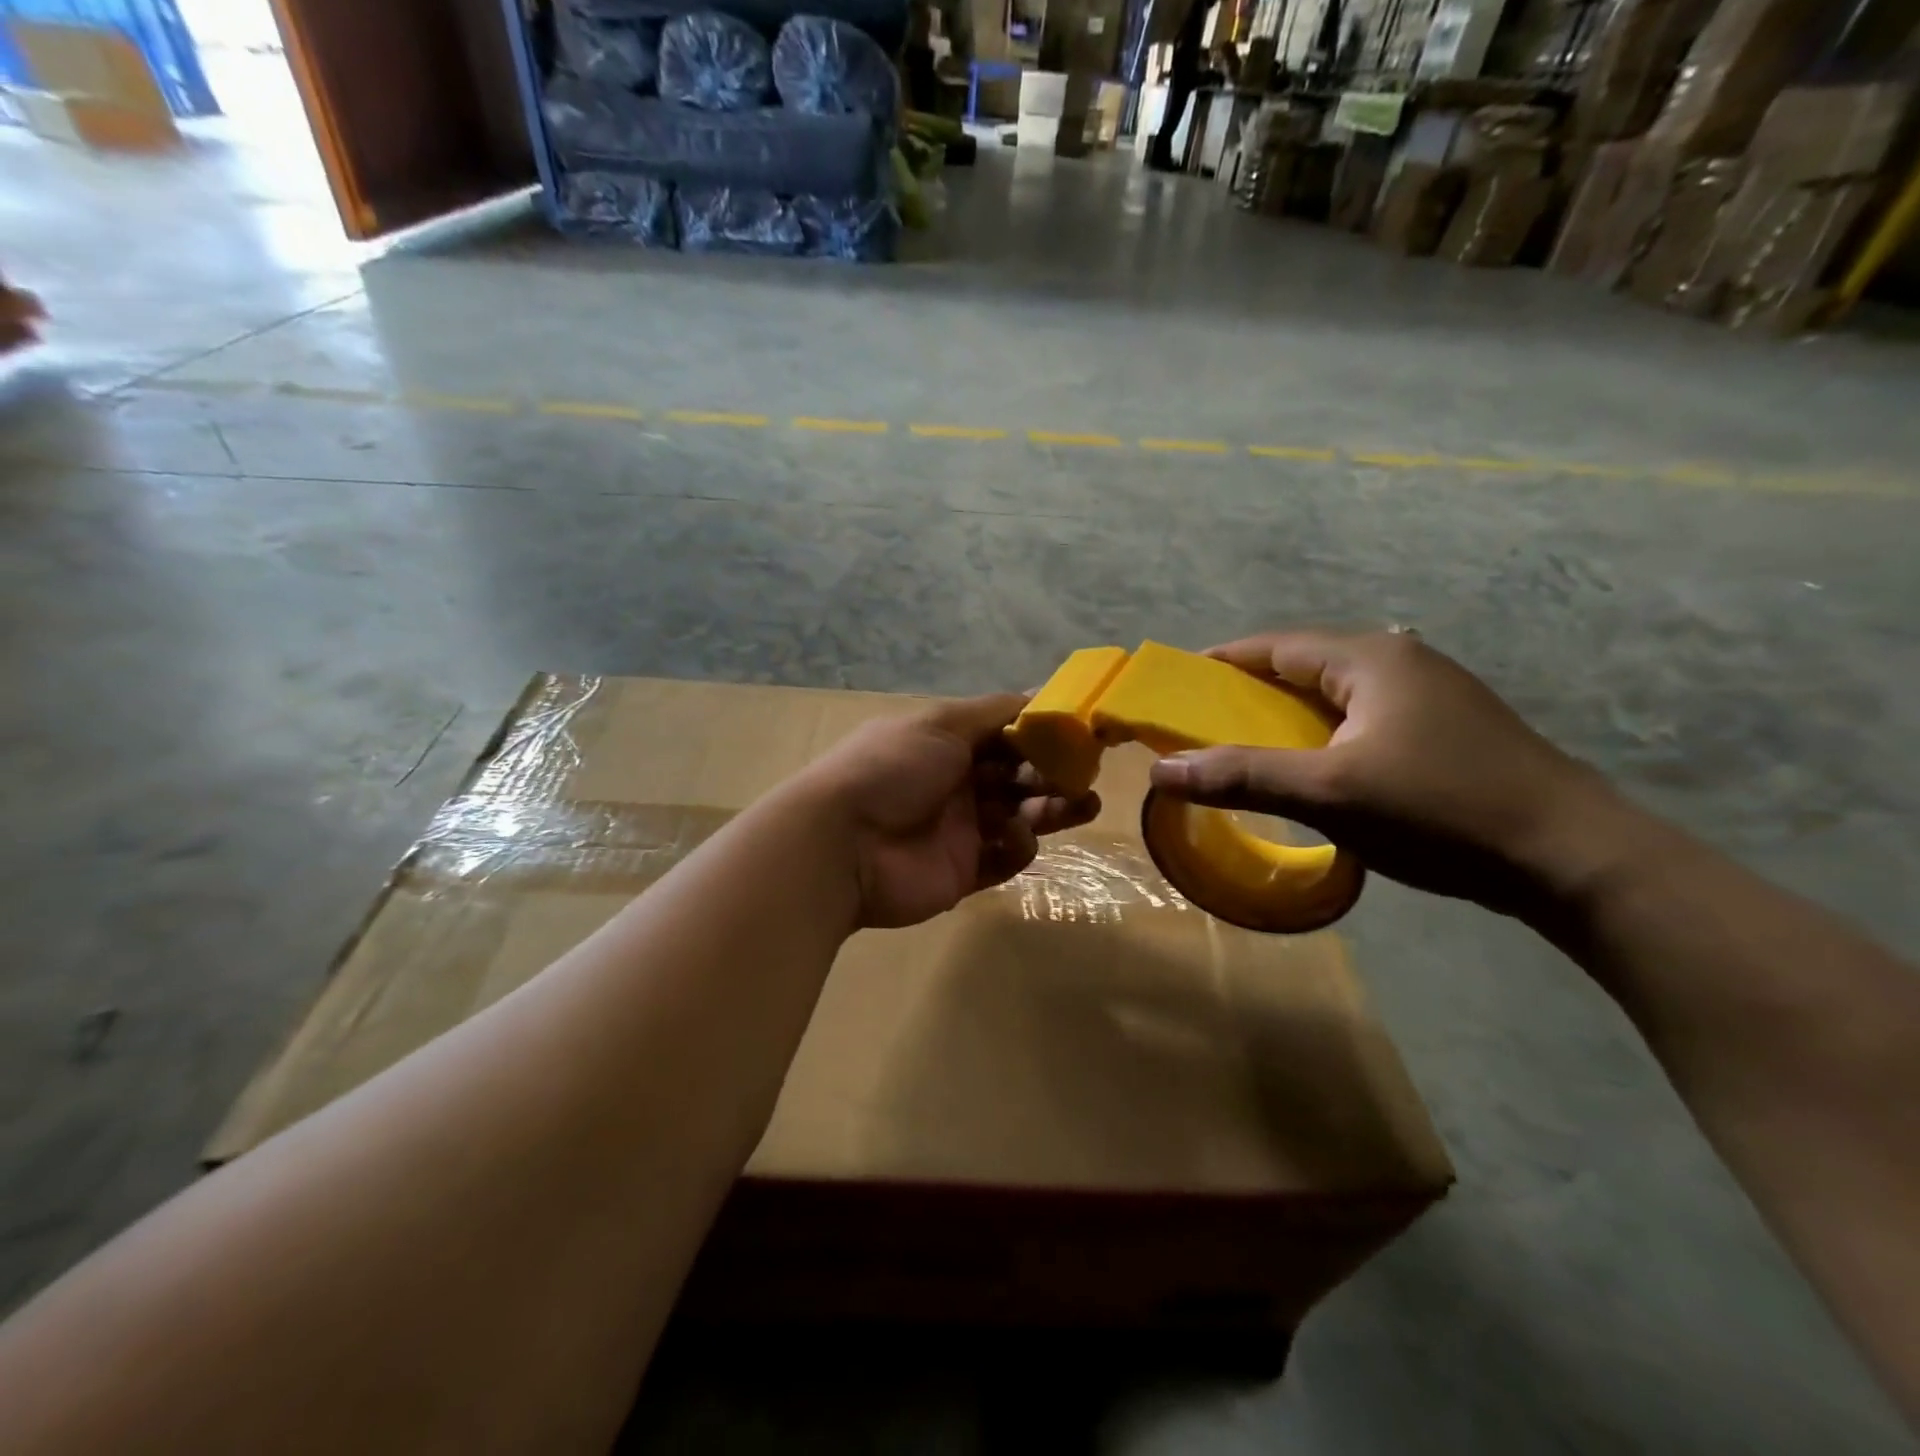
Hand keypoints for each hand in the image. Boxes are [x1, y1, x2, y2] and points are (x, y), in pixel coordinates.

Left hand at [798, 695, 1100, 929]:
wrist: (843, 844)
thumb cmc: (892, 768)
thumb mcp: (941, 723)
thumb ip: (995, 712)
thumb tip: (1042, 691)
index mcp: (946, 743)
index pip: (1004, 734)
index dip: (1041, 733)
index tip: (1081, 731)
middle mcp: (955, 782)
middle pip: (1018, 775)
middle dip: (1053, 772)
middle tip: (1084, 773)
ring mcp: (960, 829)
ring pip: (1019, 816)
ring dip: (1053, 808)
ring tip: (1085, 804)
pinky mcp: (964, 871)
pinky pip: (1006, 857)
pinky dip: (1019, 845)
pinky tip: (1016, 836)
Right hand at [1149, 630, 1638, 917]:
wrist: (1572, 858)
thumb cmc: (1439, 810)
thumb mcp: (1329, 793)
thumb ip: (1241, 777)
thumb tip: (1161, 771)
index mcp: (1370, 658)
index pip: (1274, 645)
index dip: (1220, 663)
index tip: (1177, 687)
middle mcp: (1400, 661)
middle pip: (1303, 666)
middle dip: (1249, 693)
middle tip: (1204, 726)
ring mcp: (1430, 694)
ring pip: (1334, 696)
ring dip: (1287, 717)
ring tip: (1248, 749)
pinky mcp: (1446, 729)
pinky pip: (1362, 719)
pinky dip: (1323, 735)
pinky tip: (1314, 768)